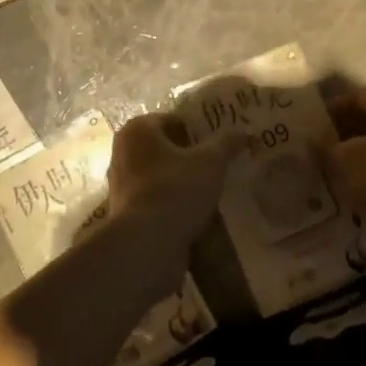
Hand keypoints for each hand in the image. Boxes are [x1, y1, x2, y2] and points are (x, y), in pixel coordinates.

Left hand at [107, 112, 248, 237]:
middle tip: (220, 164)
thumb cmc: (175, 189)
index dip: (198, 129)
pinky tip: (195, 212)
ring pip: (159, 174)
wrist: (145, 245)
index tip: (220, 143)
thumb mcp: (211, 162)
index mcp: (138, 130)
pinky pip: (155, 199)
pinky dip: (172, 202)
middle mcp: (123, 152)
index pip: (173, 120)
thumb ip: (226, 143)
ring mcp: (121, 184)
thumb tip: (244, 131)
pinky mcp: (125, 213)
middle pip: (165, 147)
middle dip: (190, 155)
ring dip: (181, 180)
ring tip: (211, 189)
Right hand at [318, 85, 365, 239]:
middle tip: (322, 150)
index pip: (355, 96)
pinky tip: (364, 186)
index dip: (330, 110)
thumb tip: (311, 137)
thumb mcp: (344, 162)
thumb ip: (324, 146)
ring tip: (338, 170)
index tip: (312, 129)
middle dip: (344, 131)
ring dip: (361, 151)